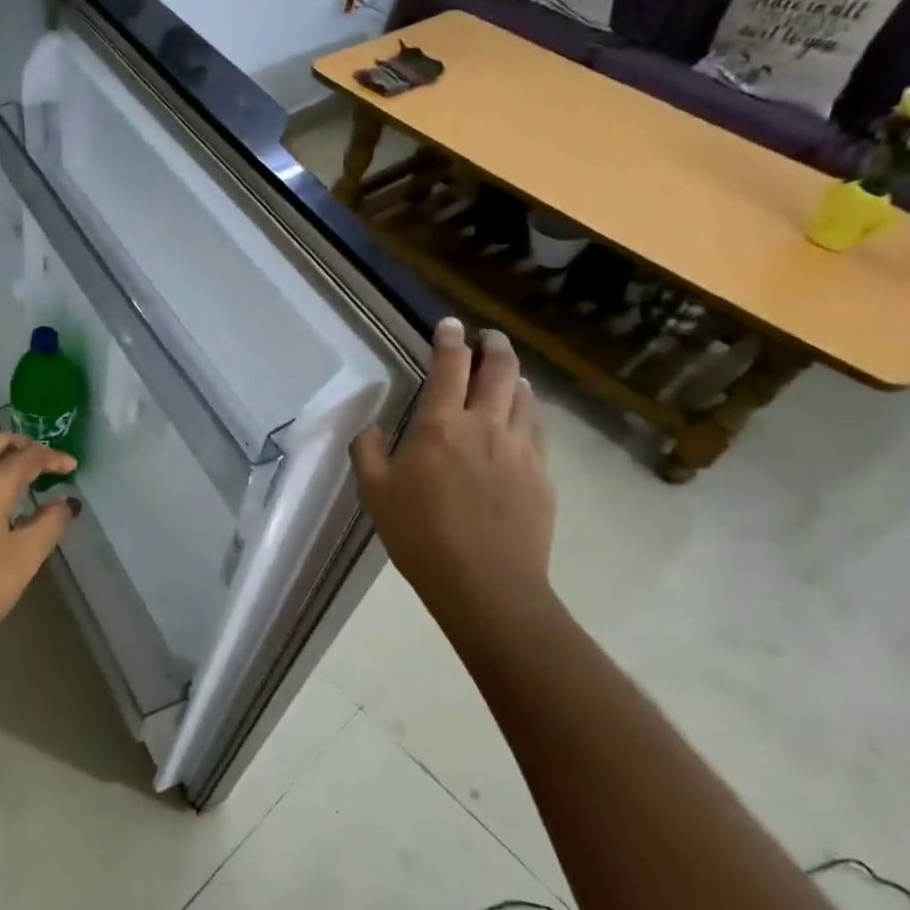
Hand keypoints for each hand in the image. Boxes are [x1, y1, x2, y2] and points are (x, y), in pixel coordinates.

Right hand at [350, 318, 557, 639]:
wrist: (486, 584)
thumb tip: (369, 426)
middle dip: (493, 345)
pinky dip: (529, 411)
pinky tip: (522, 419)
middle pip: (500, 369)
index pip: (449, 367)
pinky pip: (538, 429)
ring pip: (525, 396)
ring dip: (515, 376)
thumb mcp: (375, 493)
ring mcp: (520, 448)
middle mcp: (485, 425)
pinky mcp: (542, 474)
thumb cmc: (420, 536)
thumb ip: (368, 452)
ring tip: (508, 374)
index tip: (449, 325)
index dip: (449, 340)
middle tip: (487, 337)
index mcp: (440, 426)